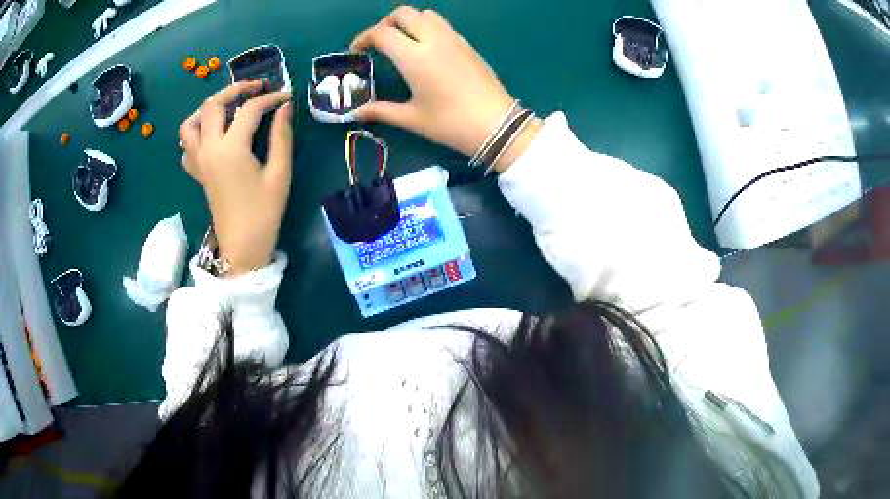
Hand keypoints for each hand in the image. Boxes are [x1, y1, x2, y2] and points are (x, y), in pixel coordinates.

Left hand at [179, 81, 293, 275]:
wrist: (242, 247)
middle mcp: (209, 149)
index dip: (270, 98)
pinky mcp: (197, 173)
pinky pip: (186, 147)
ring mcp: (199, 162)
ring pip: (190, 124)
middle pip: (211, 105)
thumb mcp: (279, 173)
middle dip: (234, 89)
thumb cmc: (264, 213)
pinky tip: (212, 136)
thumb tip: (284, 107)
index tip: (286, 95)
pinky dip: (195, 134)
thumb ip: (281, 136)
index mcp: (231, 149)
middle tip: (255, 88)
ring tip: (227, 108)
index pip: (249, 109)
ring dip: (207, 109)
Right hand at [351, 7, 540, 171]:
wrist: (497, 125)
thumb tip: (356, 113)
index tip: (357, 50)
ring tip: (402, 42)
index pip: (382, 33)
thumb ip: (381, 111)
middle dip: (386, 23)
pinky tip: (425, 49)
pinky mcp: (467, 44)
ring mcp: (453, 39)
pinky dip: (427, 27)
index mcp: (415, 57)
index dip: (364, 38)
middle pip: (404, 13)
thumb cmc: (450, 123)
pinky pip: (442, 24)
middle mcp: (433, 39)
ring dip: (409, 21)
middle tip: (380, 42)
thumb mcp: (412, 118)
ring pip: (426, 14)